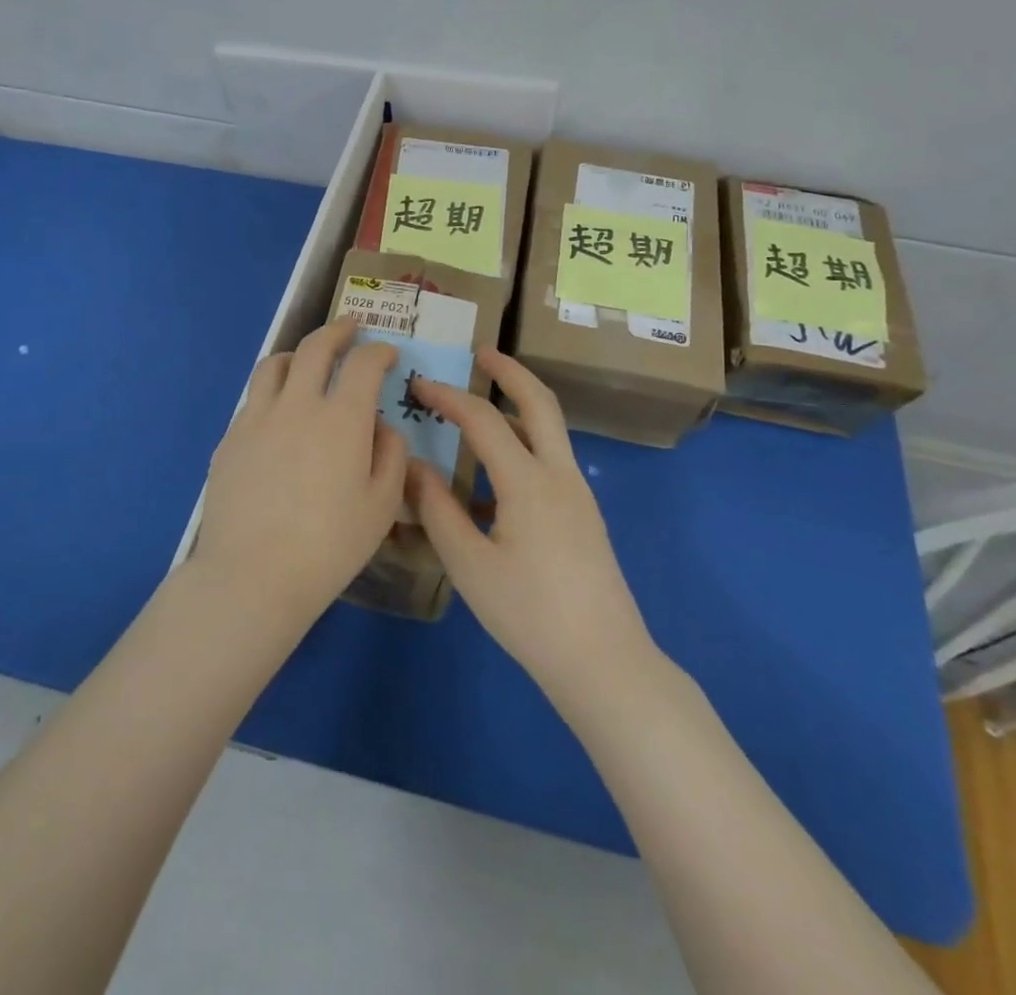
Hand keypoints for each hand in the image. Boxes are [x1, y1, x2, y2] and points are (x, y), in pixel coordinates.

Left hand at [193, 318, 408, 630]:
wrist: (252, 575)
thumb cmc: (328, 546)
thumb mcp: (382, 506)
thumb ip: (391, 455)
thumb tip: (382, 426)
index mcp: (342, 419)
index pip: (363, 363)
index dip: (379, 351)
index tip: (387, 354)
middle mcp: (298, 405)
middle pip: (315, 347)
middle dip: (337, 331)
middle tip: (350, 329)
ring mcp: (257, 418)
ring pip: (274, 364)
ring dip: (297, 354)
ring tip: (306, 361)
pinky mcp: (230, 438)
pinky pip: (253, 399)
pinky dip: (272, 391)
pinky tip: (278, 414)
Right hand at [407, 351, 657, 710]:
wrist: (603, 662)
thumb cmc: (529, 614)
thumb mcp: (469, 564)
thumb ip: (437, 509)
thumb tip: (412, 465)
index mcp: (529, 482)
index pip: (484, 420)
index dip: (449, 396)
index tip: (418, 383)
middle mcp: (560, 475)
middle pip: (540, 403)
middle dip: (510, 372)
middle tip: (481, 353)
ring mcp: (578, 494)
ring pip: (550, 430)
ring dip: (519, 405)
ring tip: (483, 403)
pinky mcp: (584, 515)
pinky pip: (551, 460)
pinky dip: (524, 444)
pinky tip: (493, 477)